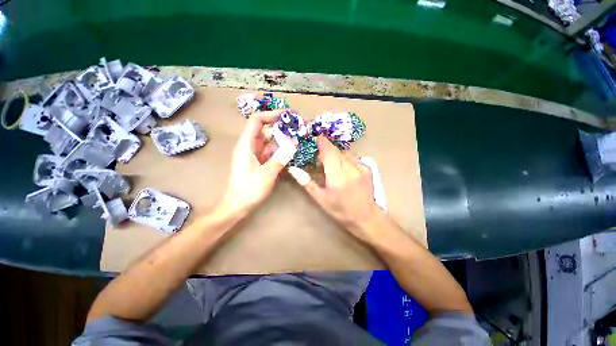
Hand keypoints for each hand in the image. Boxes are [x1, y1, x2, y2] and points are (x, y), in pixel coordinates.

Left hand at [223, 110, 296, 212]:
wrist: (238, 206)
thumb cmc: (248, 190)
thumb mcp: (266, 174)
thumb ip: (280, 159)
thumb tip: (294, 144)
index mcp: (246, 145)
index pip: (256, 121)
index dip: (270, 115)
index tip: (286, 116)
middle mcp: (250, 146)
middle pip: (265, 130)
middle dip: (281, 127)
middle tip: (297, 127)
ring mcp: (256, 155)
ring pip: (270, 142)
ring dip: (283, 140)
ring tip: (298, 138)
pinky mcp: (260, 162)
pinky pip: (271, 152)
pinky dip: (281, 151)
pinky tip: (292, 151)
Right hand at [288, 136, 380, 235]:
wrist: (366, 217)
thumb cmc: (340, 210)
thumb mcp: (321, 199)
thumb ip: (307, 183)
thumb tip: (294, 169)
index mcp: (337, 177)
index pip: (328, 152)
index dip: (321, 142)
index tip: (314, 138)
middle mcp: (350, 169)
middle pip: (336, 150)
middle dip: (326, 149)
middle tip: (318, 154)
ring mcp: (361, 167)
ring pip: (344, 153)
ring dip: (335, 154)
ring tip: (330, 163)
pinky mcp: (367, 168)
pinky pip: (352, 158)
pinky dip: (344, 159)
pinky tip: (342, 168)